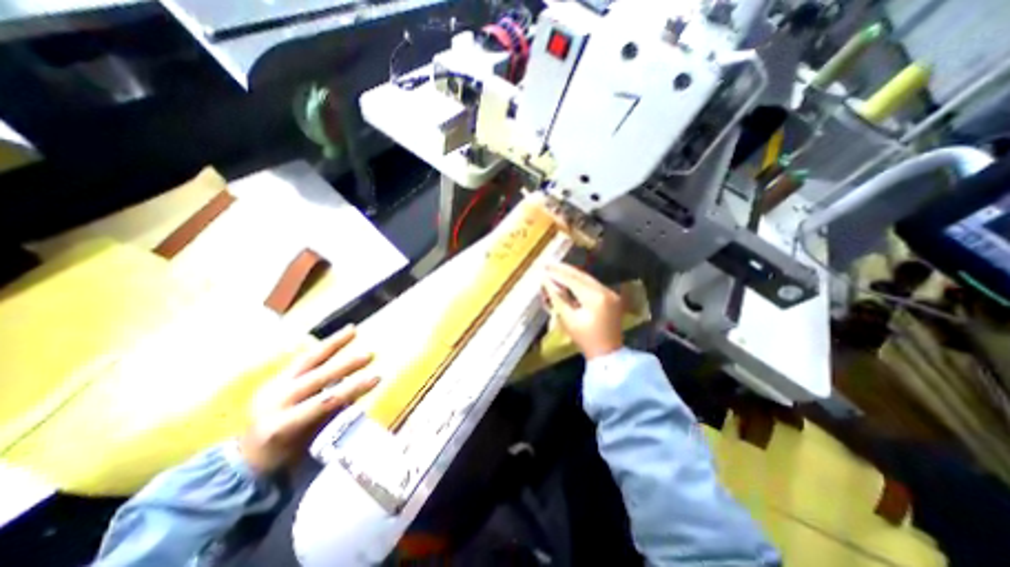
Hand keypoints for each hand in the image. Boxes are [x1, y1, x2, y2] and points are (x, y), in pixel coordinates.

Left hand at [239, 324, 377, 474]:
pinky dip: (322, 349)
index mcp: (281, 424)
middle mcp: (274, 402)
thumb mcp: (309, 441)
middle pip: (316, 378)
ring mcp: (271, 387)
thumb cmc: (284, 455)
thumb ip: (329, 416)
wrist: (244, 459)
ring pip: (306, 360)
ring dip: (332, 344)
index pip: (324, 402)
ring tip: (352, 330)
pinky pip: (302, 360)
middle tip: (369, 355)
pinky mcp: (274, 378)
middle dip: (345, 365)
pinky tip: (335, 338)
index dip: (352, 389)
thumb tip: (354, 394)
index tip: (377, 378)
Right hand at [546, 262, 623, 359]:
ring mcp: (611, 293)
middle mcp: (606, 291)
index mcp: (596, 298)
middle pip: (581, 275)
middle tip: (548, 263)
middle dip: (564, 269)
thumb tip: (546, 281)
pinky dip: (580, 280)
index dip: (557, 273)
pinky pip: (593, 284)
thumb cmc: (585, 339)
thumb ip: (557, 297)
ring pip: (588, 278)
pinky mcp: (612, 296)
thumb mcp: (568, 319)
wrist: (608, 353)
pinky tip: (569, 277)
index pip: (573, 280)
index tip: (544, 267)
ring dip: (571, 273)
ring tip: (556, 268)